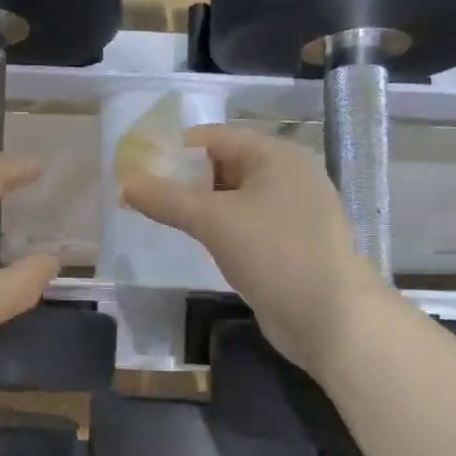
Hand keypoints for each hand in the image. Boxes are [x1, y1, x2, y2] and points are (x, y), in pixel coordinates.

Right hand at [122, 125, 380, 369]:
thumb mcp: (214, 221)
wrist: (329, 317)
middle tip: (143, 193)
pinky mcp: (288, 242)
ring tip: (160, 215)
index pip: (215, 138)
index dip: (174, 149)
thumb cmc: (274, 253)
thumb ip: (167, 200)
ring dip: (198, 204)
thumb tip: (125, 185)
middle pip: (224, 164)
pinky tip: (194, 239)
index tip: (137, 166)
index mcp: (277, 156)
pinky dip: (218, 226)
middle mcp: (288, 176)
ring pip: (233, 196)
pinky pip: (244, 222)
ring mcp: (291, 211)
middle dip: (183, 178)